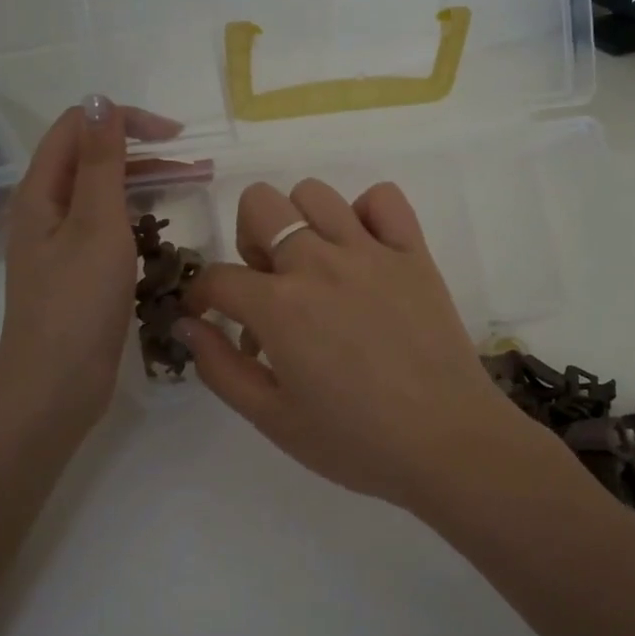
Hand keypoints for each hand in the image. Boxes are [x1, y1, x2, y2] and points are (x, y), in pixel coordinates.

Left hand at [0, 96, 180, 432]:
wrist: (55, 386)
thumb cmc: (77, 302)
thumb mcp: (96, 224)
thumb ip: (101, 162)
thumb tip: (98, 99)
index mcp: (40, 191)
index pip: (78, 127)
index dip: (125, 121)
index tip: (176, 136)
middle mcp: (45, 210)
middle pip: (93, 159)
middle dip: (143, 152)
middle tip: (196, 164)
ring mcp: (60, 242)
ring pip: (104, 193)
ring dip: (146, 182)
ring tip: (194, 185)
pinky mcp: (77, 270)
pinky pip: (108, 226)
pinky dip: (138, 217)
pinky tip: (165, 228)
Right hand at [178, 178, 548, 508]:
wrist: (447, 443)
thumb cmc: (355, 441)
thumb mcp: (272, 419)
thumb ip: (220, 368)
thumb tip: (187, 323)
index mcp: (279, 306)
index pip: (217, 277)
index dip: (201, 295)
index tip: (208, 313)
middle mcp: (319, 262)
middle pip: (260, 205)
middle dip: (248, 240)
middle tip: (267, 286)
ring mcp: (370, 251)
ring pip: (314, 192)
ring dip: (300, 222)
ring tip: (314, 266)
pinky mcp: (414, 252)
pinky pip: (384, 199)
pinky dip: (366, 213)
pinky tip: (364, 250)